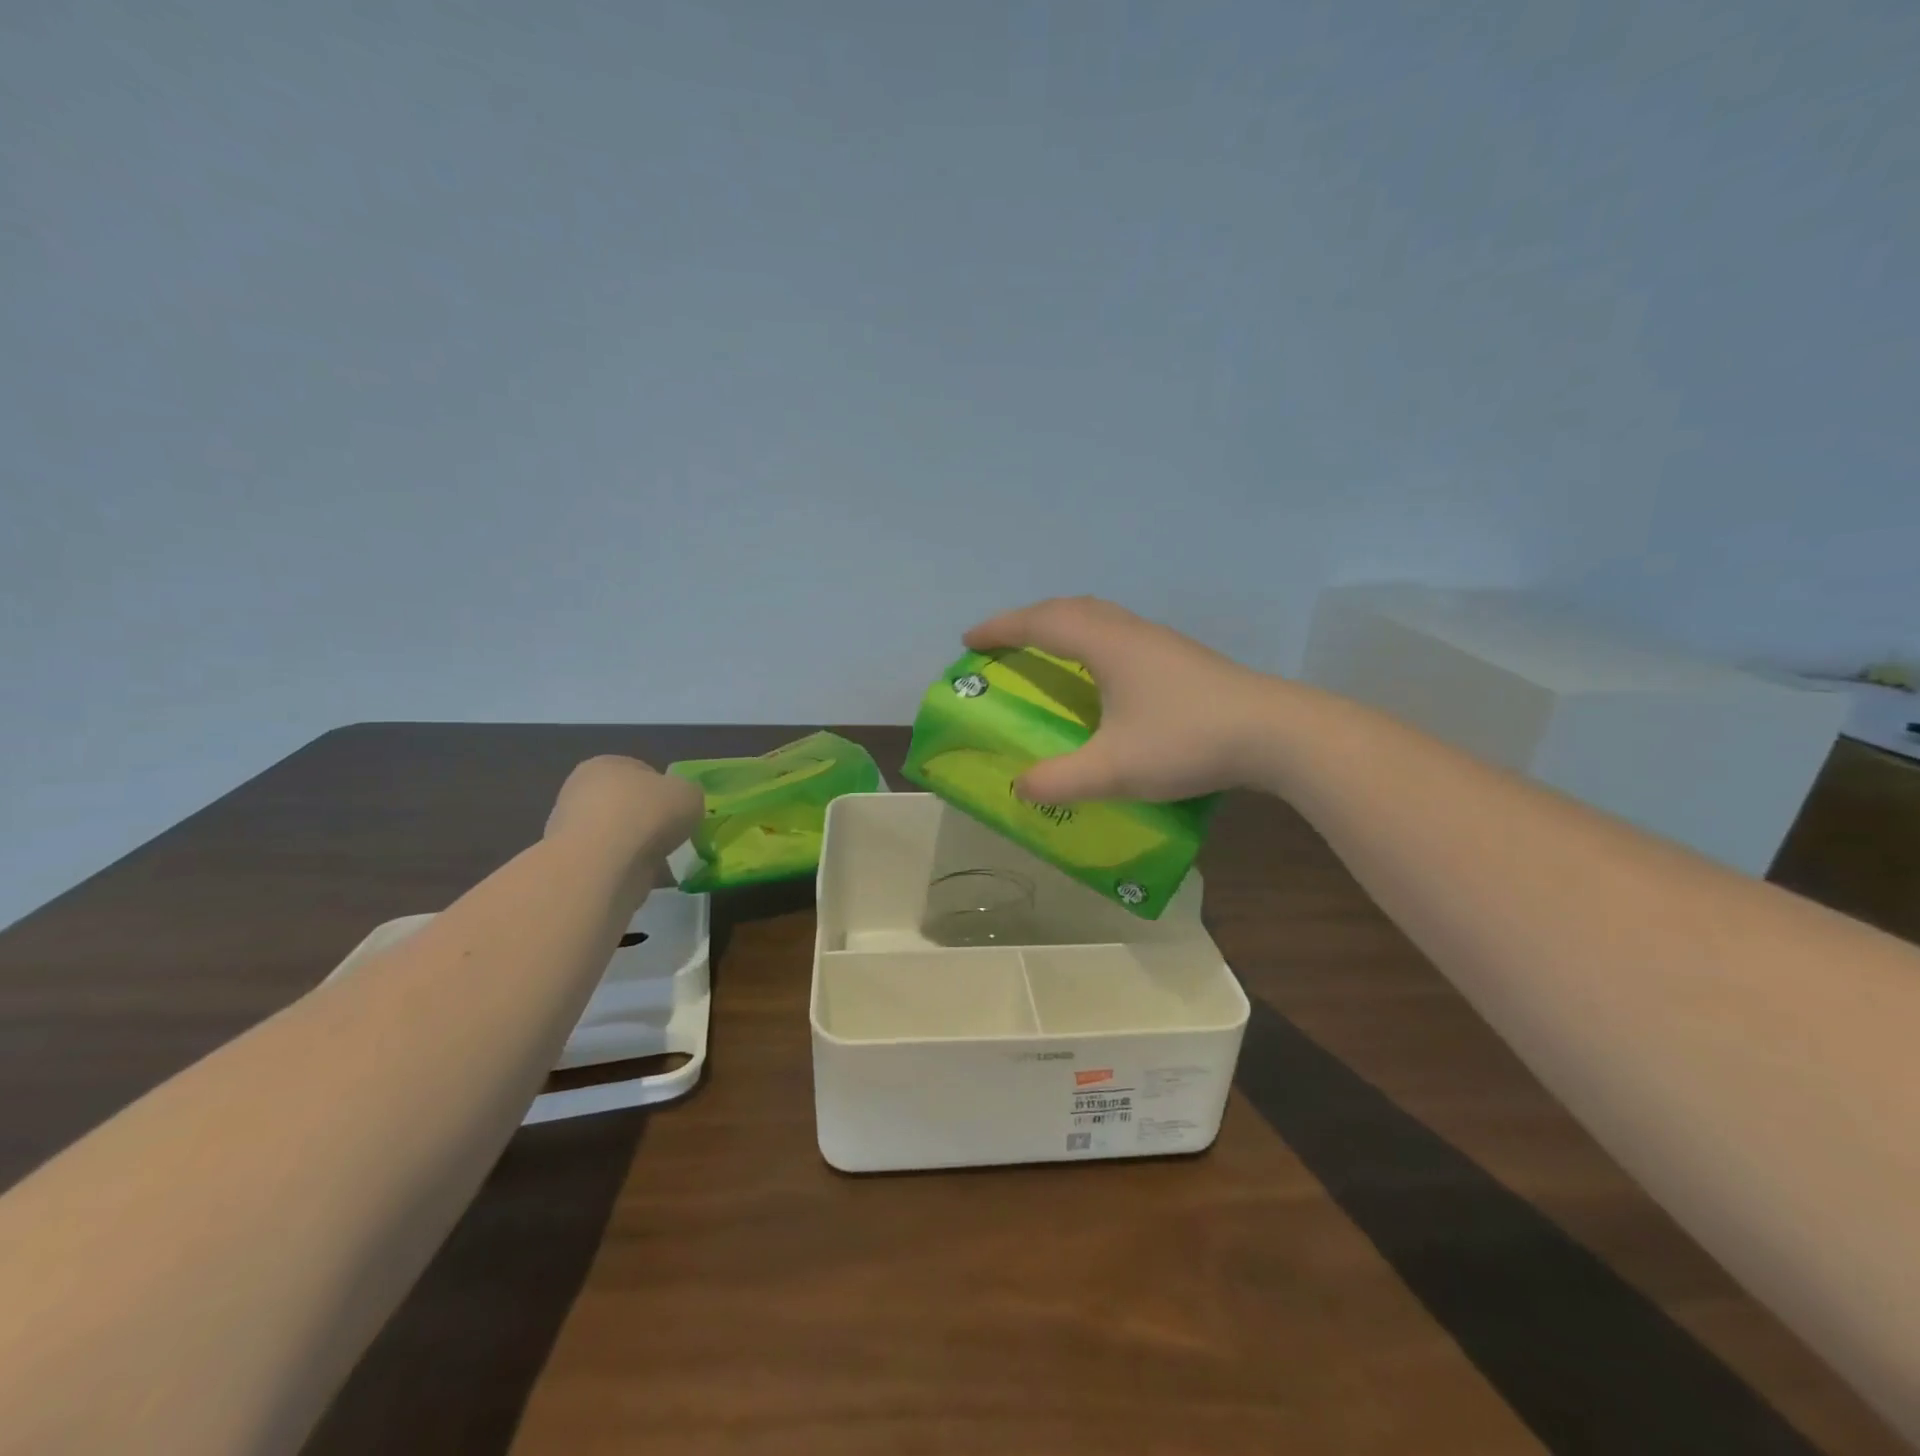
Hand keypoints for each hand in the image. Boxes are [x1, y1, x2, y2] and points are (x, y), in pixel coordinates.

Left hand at [544, 755, 702, 856]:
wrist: (603, 865)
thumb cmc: (647, 814)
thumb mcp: (689, 793)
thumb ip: (687, 794)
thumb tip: (680, 804)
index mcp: (605, 764)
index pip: (640, 771)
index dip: (664, 790)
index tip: (680, 809)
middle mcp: (581, 792)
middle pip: (626, 804)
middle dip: (648, 819)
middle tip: (672, 834)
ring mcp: (572, 830)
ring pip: (617, 835)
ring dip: (638, 846)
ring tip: (662, 860)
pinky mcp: (573, 864)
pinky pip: (611, 862)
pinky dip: (629, 868)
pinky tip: (645, 875)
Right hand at [964, 597, 1280, 802]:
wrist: (1276, 734)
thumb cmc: (1186, 741)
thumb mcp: (1114, 769)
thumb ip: (1060, 780)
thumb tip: (1020, 788)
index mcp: (1106, 645)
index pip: (1040, 623)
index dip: (1001, 629)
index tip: (969, 641)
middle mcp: (1130, 632)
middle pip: (1069, 609)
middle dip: (1028, 620)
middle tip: (1003, 644)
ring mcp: (1160, 642)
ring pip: (1099, 617)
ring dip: (1062, 626)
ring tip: (1044, 651)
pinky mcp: (1181, 658)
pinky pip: (1119, 633)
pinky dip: (1090, 640)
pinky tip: (1100, 673)